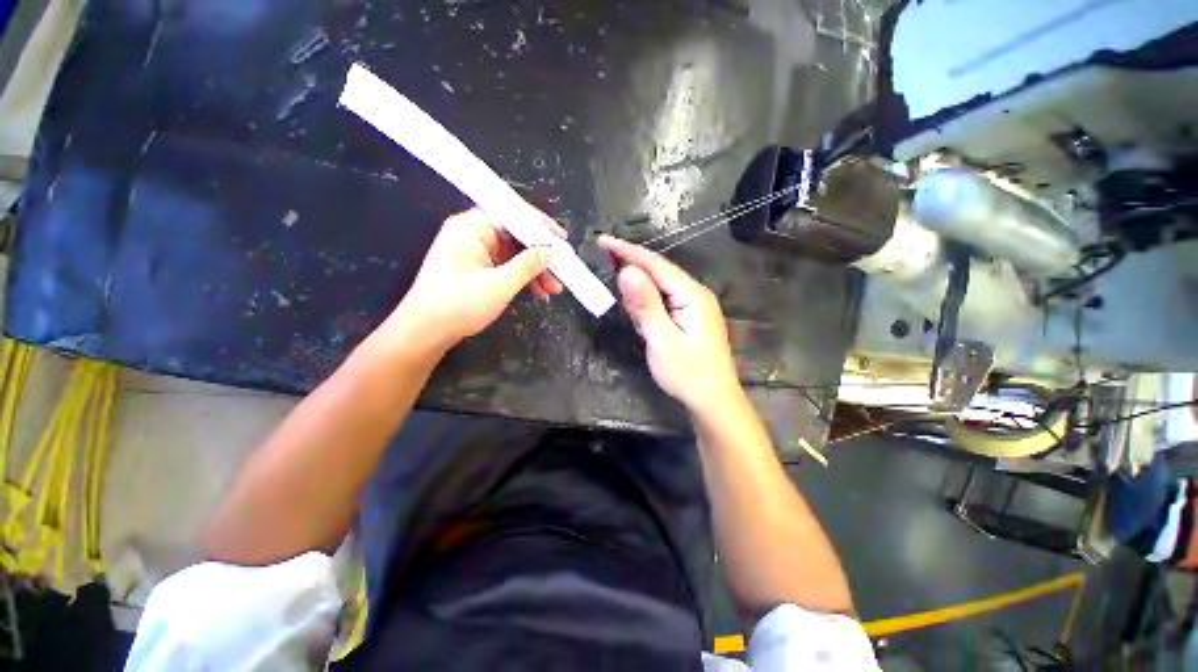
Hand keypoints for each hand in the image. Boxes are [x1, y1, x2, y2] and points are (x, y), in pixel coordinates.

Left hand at [387, 209, 565, 350]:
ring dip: (534, 272)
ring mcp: (473, 253)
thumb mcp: (500, 284)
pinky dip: (521, 279)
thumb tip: (552, 251)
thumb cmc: (459, 304)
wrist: (424, 333)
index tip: (563, 241)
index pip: (514, 216)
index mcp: (472, 227)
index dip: (541, 228)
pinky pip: (504, 267)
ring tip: (553, 289)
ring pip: (513, 255)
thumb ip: (529, 264)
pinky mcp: (475, 270)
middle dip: (540, 257)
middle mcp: (472, 234)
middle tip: (561, 273)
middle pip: (515, 238)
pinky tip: (538, 293)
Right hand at [598, 235, 740, 411]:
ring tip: (614, 273)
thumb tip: (626, 271)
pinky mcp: (689, 317)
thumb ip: (645, 304)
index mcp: (692, 295)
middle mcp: (695, 294)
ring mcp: (694, 306)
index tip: (603, 240)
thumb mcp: (662, 339)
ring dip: (638, 281)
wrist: (712, 400)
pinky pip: (664, 299)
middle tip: (603, 253)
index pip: (656, 265)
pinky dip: (646, 298)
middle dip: (631, 262)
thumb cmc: (687, 373)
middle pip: (659, 271)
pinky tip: (636, 303)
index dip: (628, 251)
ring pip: (661, 285)